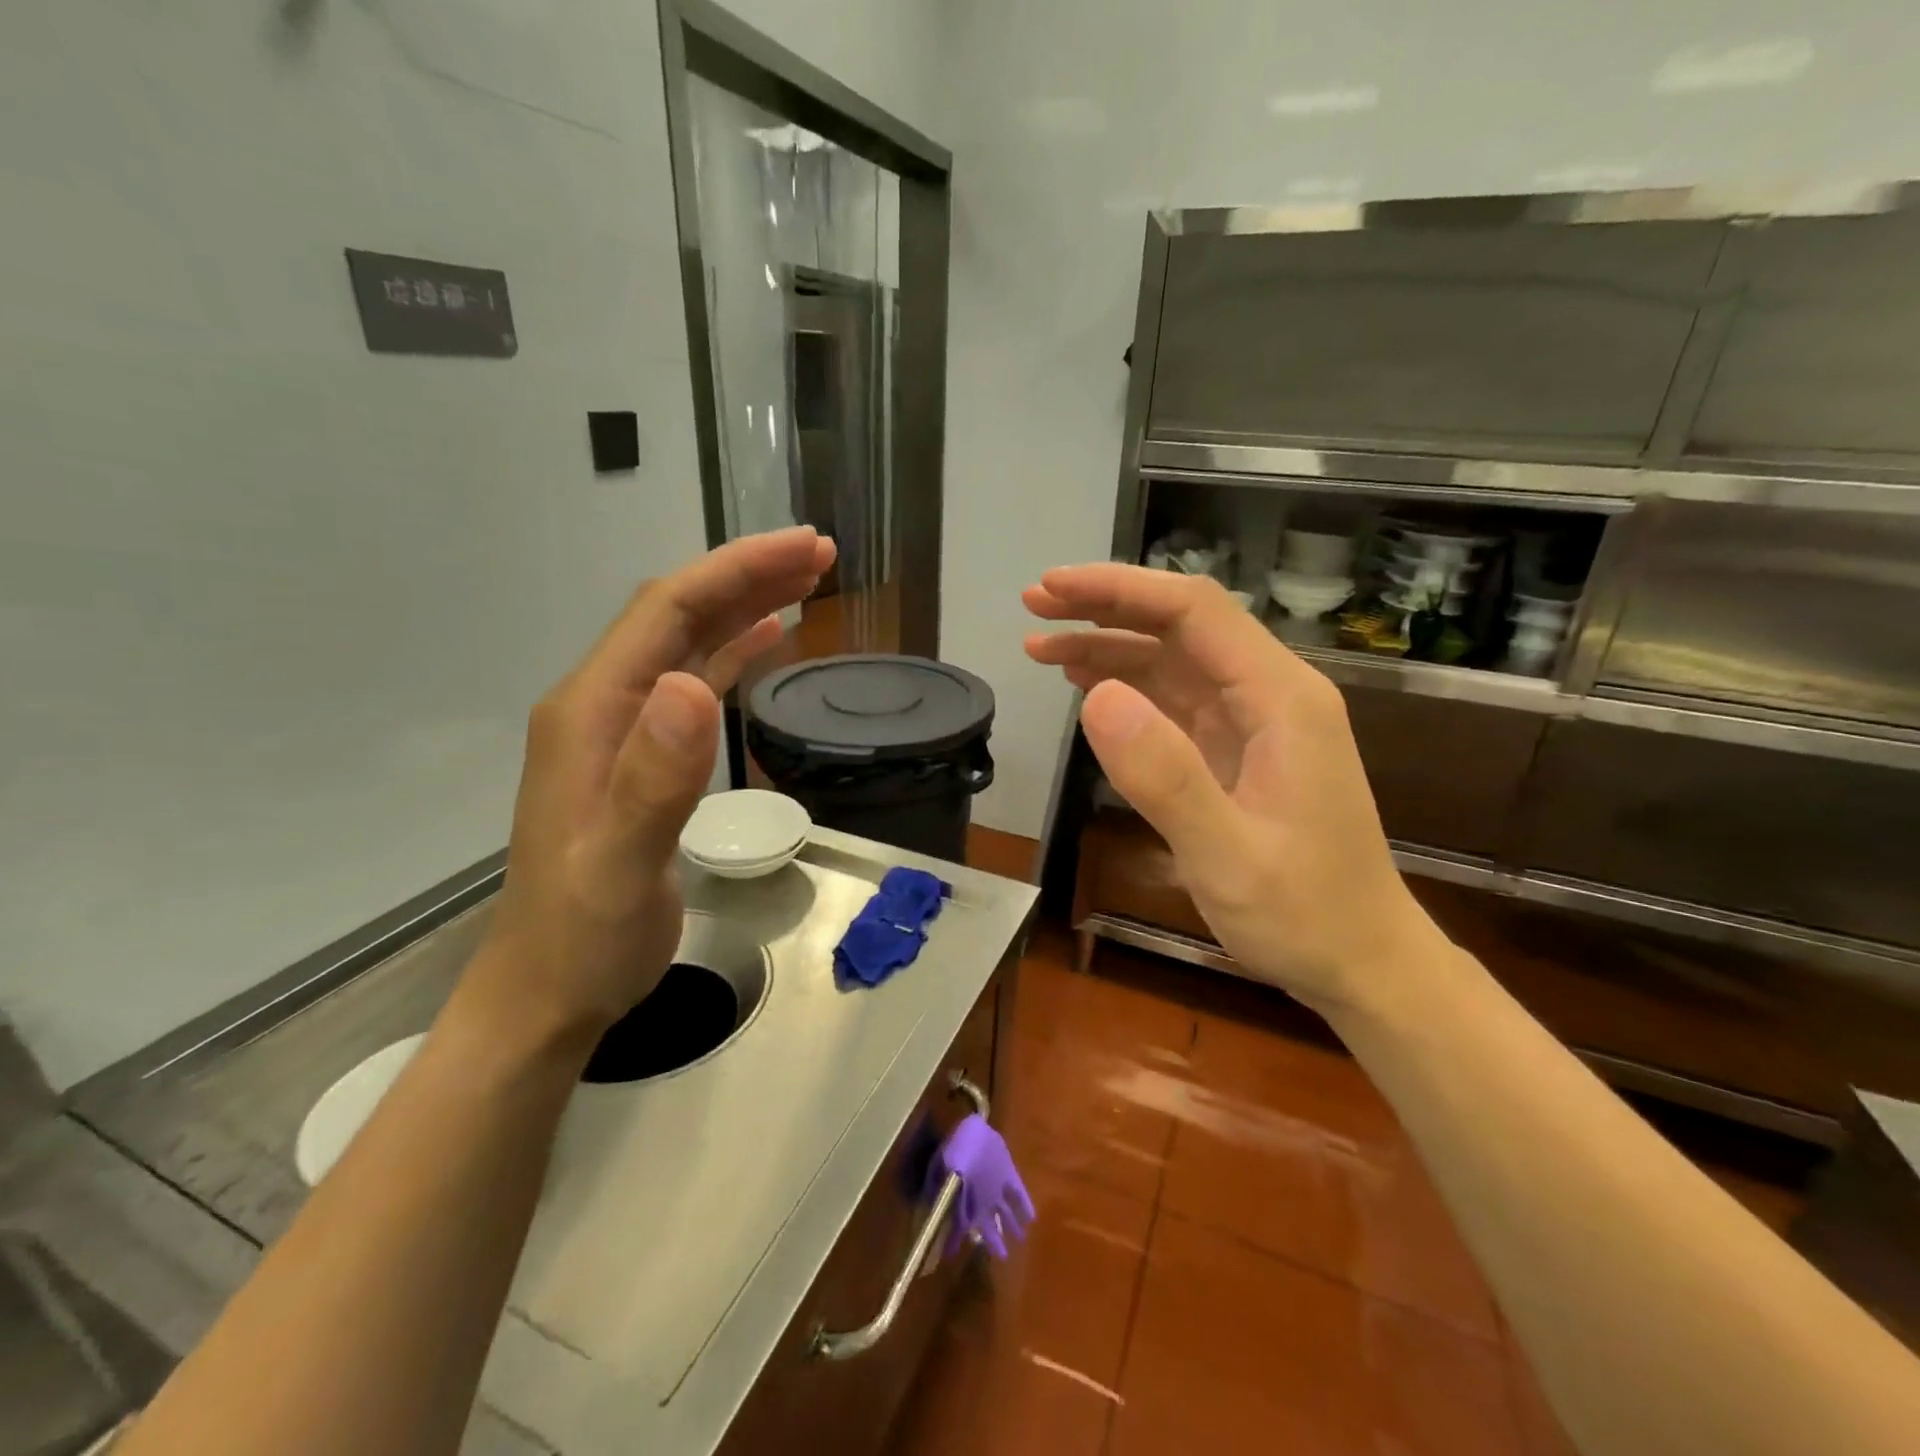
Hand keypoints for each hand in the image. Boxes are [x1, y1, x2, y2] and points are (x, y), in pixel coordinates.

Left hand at [459, 527, 834, 1048]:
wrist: (550, 991)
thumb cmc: (584, 936)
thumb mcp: (619, 867)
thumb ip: (653, 780)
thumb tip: (693, 686)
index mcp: (593, 711)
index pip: (668, 612)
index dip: (737, 571)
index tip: (805, 548)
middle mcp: (602, 705)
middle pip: (679, 615)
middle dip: (748, 575)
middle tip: (821, 554)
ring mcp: (622, 730)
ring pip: (688, 644)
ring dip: (745, 606)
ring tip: (807, 583)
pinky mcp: (644, 757)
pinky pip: (693, 683)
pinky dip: (733, 652)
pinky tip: (766, 641)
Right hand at [1024, 565, 1441, 1015]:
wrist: (1358, 960)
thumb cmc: (1303, 914)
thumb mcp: (1227, 855)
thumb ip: (1165, 776)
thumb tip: (1095, 697)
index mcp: (1281, 699)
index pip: (1194, 611)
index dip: (1119, 590)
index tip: (1053, 590)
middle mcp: (1269, 694)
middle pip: (1180, 624)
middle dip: (1105, 607)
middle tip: (1033, 607)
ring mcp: (1252, 722)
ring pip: (1171, 660)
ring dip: (1107, 646)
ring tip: (1040, 647)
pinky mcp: (1234, 750)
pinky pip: (1173, 700)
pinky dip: (1125, 686)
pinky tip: (1085, 687)